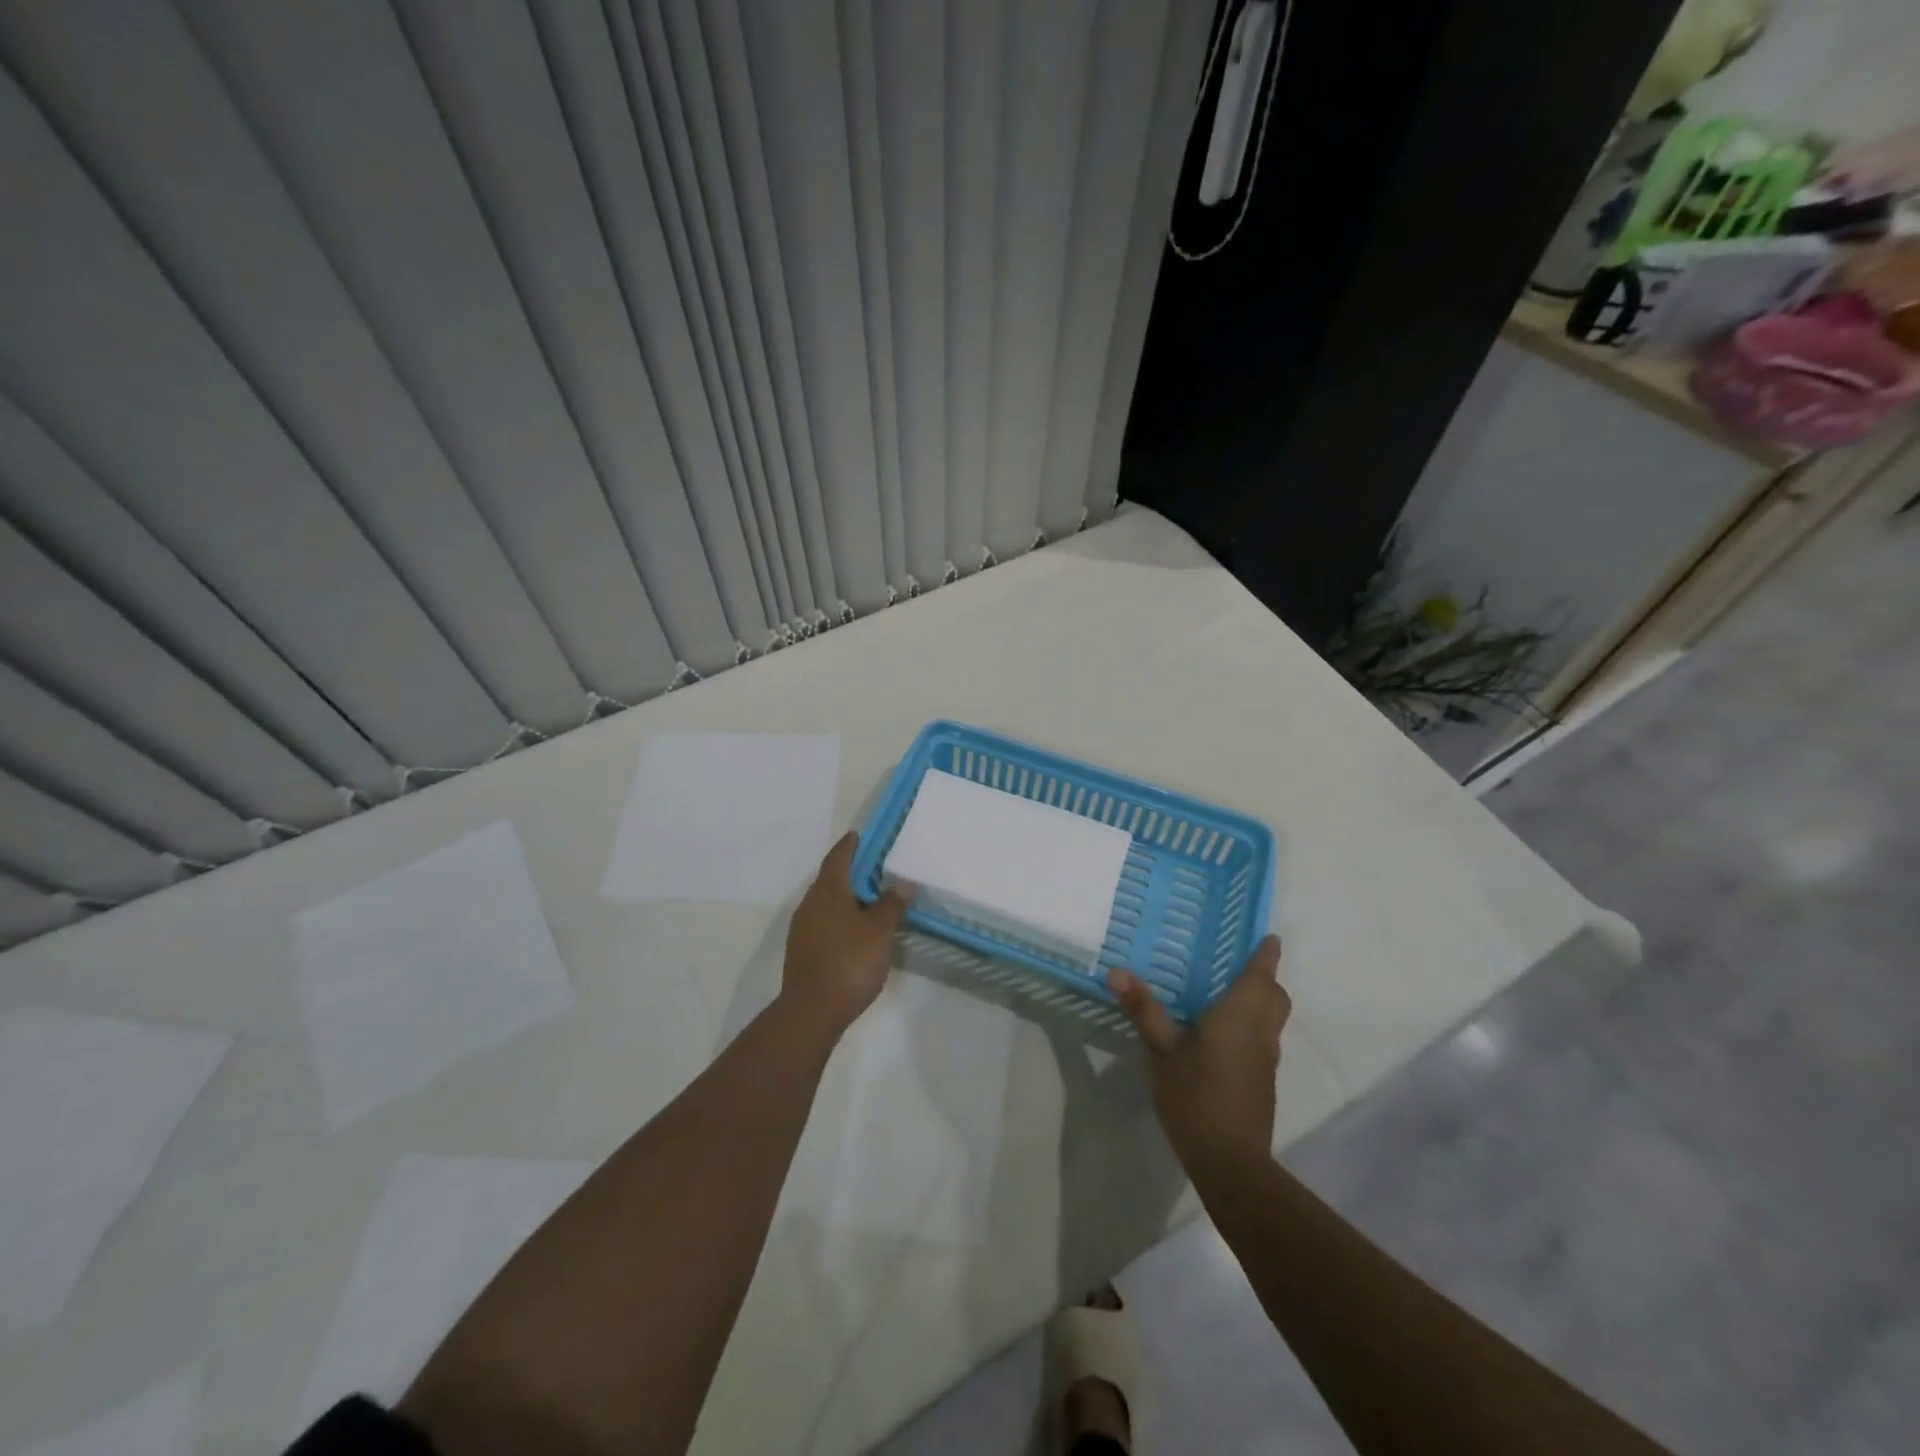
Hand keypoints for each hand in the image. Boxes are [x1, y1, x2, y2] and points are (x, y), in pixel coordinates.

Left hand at [781, 832, 914, 1035]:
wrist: (811, 1011)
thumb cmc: (848, 963)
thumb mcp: (879, 932)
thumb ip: (891, 905)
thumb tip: (903, 883)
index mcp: (828, 892)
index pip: (838, 858)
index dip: (850, 846)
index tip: (859, 835)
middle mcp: (810, 905)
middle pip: (830, 879)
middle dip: (850, 871)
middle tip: (874, 868)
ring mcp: (803, 929)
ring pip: (826, 903)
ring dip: (846, 897)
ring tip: (870, 899)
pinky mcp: (803, 951)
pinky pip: (824, 922)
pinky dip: (840, 917)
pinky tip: (856, 930)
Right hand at [1108, 935, 1288, 1185]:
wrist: (1231, 1162)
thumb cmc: (1197, 1097)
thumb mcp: (1162, 1051)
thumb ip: (1144, 1010)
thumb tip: (1117, 971)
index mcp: (1240, 1017)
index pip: (1261, 976)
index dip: (1266, 955)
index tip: (1269, 937)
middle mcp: (1260, 1033)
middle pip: (1276, 998)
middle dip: (1267, 979)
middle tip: (1242, 964)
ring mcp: (1265, 1061)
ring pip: (1272, 1020)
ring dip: (1262, 1002)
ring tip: (1230, 993)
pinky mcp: (1262, 1083)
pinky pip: (1263, 1040)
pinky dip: (1253, 1026)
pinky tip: (1223, 1035)